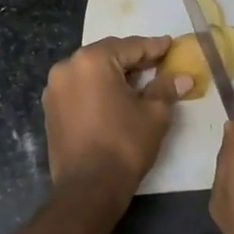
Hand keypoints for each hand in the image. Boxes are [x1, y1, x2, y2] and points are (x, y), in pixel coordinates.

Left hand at [43, 36, 191, 195]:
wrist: (88, 188)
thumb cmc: (124, 145)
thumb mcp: (153, 114)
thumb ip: (166, 88)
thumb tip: (183, 77)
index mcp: (92, 61)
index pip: (130, 47)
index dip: (154, 47)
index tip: (171, 45)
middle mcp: (67, 67)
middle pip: (107, 55)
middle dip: (133, 60)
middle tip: (158, 63)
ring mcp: (55, 88)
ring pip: (91, 72)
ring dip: (114, 74)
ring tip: (138, 82)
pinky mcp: (51, 109)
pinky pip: (80, 88)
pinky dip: (98, 89)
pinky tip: (115, 99)